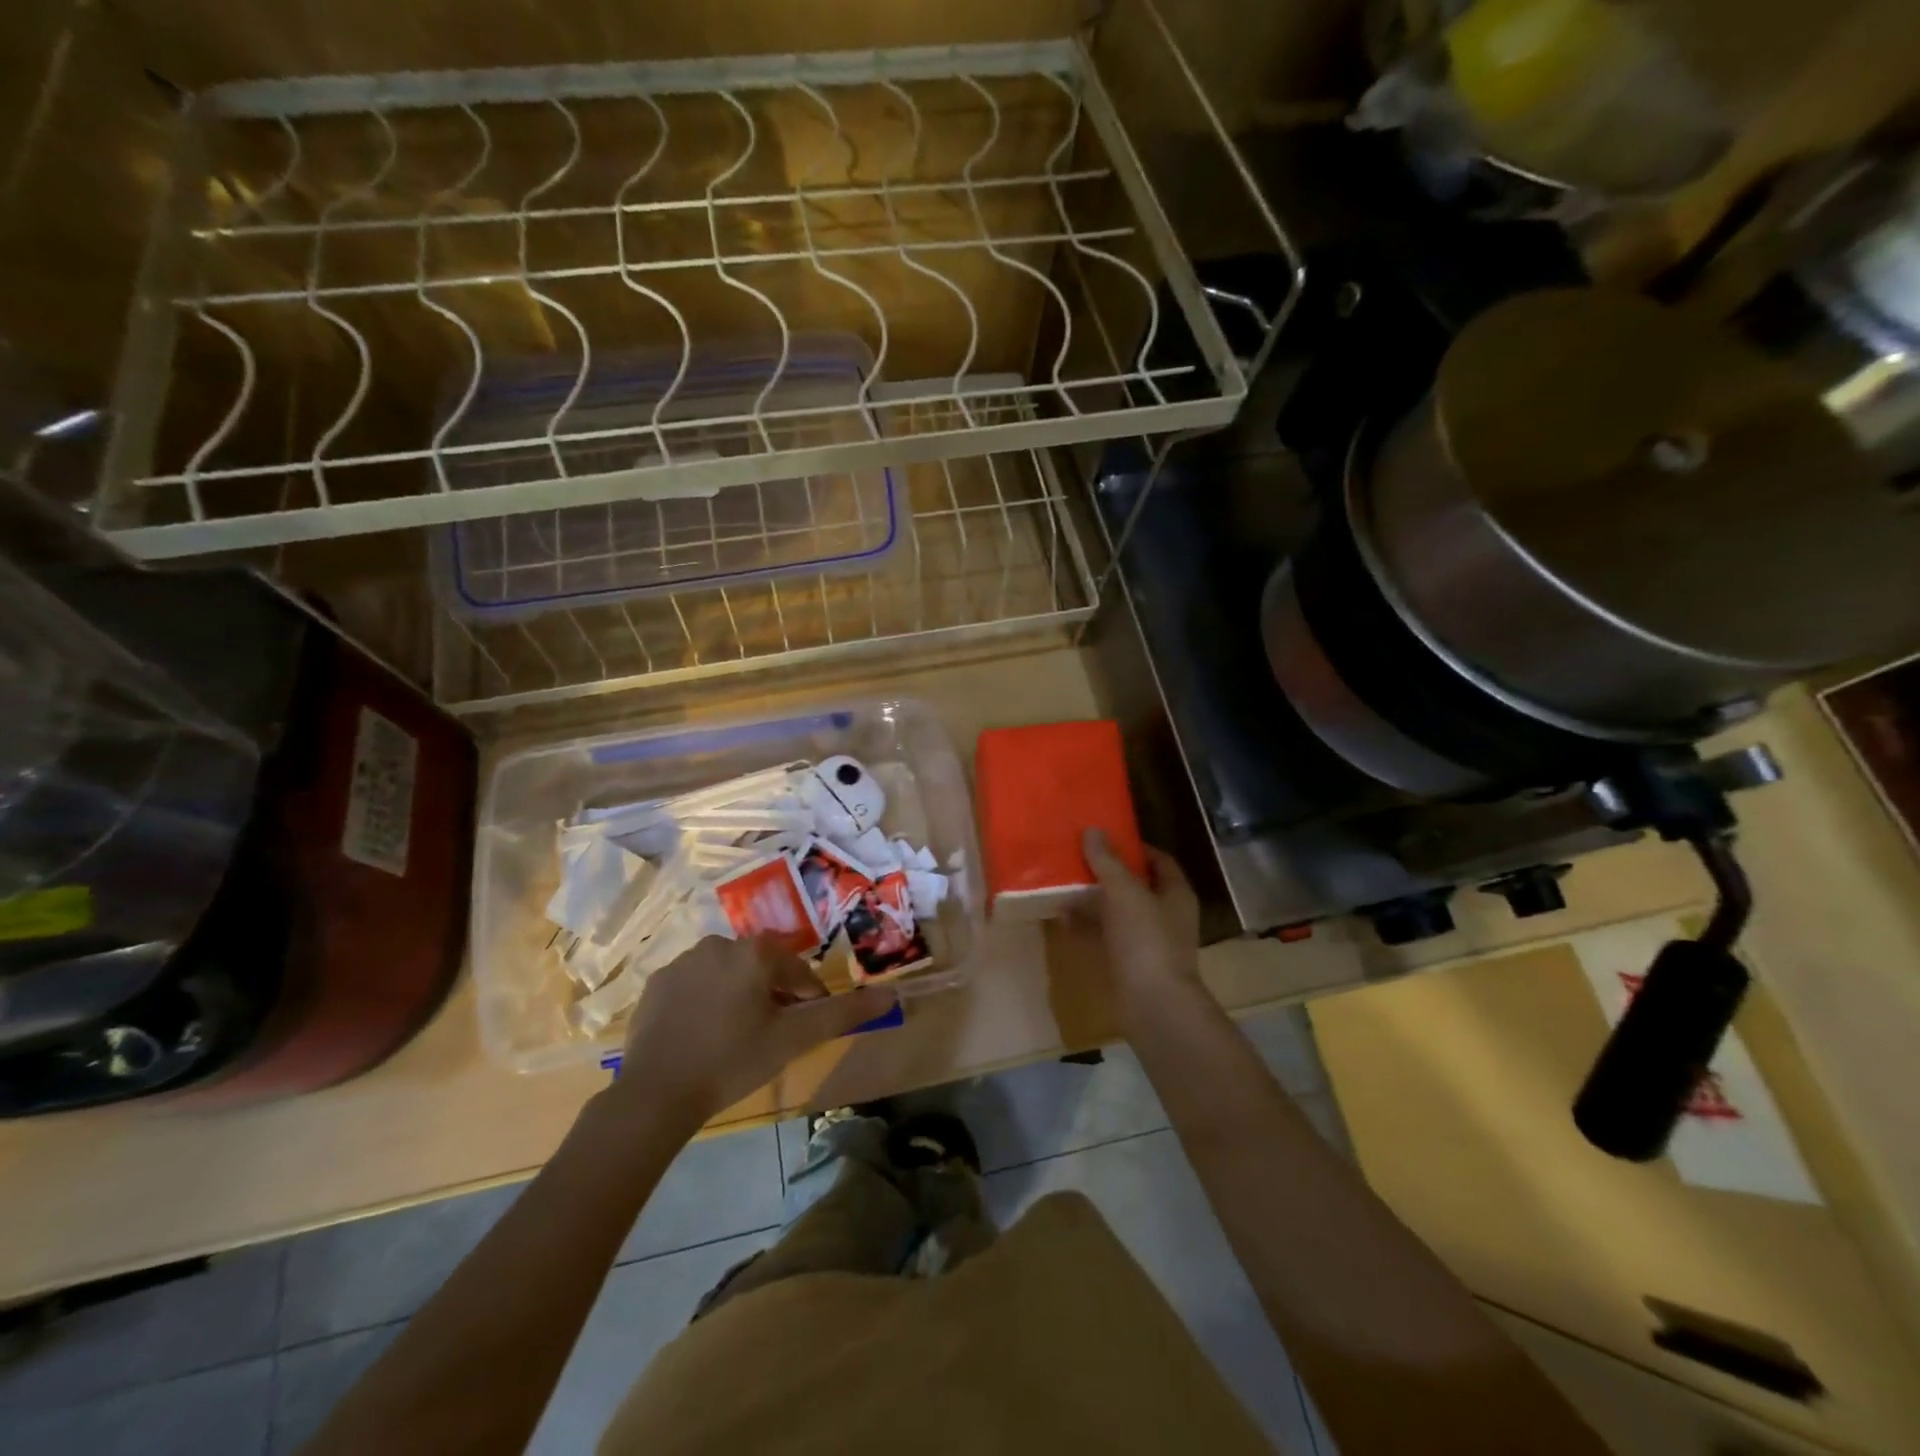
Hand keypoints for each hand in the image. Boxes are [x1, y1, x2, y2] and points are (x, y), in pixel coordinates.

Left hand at [613, 936, 892, 1127]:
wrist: (656, 1093)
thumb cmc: (733, 1061)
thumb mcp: (793, 1039)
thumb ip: (842, 1013)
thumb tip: (889, 995)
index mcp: (755, 952)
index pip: (797, 971)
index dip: (808, 999)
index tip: (806, 1028)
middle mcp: (720, 944)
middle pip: (762, 967)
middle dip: (773, 995)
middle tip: (772, 1035)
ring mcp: (683, 962)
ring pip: (728, 973)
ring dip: (740, 995)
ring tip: (737, 1036)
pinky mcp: (657, 983)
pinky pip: (695, 984)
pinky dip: (706, 1001)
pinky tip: (704, 1034)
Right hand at [1081, 829, 1202, 1019]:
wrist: (1153, 1004)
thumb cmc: (1146, 940)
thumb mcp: (1124, 892)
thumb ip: (1107, 861)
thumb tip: (1092, 831)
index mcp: (1175, 894)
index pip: (1159, 860)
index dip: (1135, 847)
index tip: (1106, 837)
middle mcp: (1165, 915)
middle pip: (1135, 886)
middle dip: (1107, 873)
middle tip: (1077, 858)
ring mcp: (1147, 942)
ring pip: (1117, 913)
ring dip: (1092, 900)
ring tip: (1062, 884)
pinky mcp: (1128, 964)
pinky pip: (1104, 938)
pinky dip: (1085, 928)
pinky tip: (1061, 919)